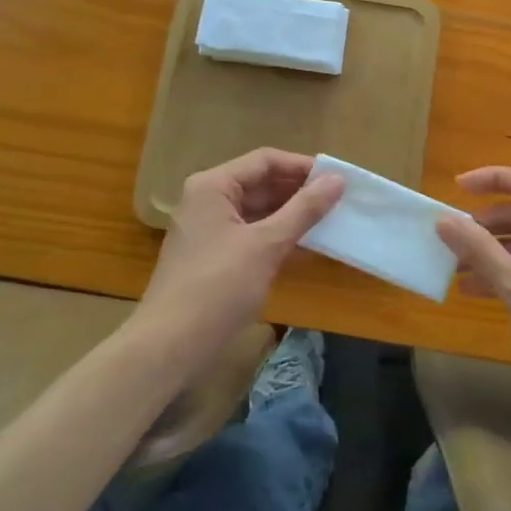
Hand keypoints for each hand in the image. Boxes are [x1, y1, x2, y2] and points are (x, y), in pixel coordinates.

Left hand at [133, 148, 343, 372]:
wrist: (169, 348)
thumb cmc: (217, 287)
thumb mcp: (266, 245)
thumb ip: (304, 210)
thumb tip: (338, 179)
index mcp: (213, 186)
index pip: (265, 161)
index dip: (302, 167)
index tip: (338, 179)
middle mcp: (209, 201)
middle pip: (261, 184)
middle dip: (300, 192)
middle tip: (340, 201)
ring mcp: (210, 231)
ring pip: (259, 212)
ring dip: (293, 216)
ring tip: (332, 222)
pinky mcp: (215, 258)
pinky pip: (253, 236)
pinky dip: (279, 238)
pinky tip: (309, 247)